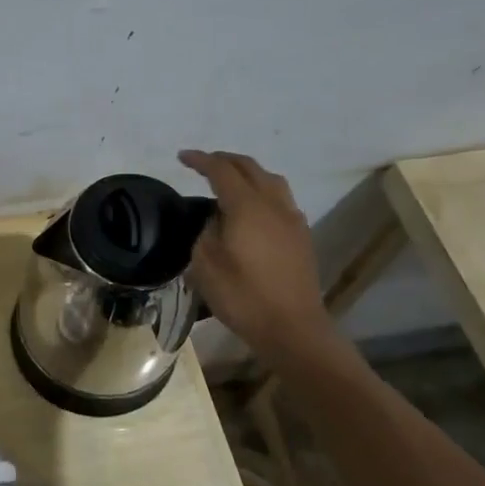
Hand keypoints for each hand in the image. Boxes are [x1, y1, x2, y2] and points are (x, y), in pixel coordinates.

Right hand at [179, 149, 332, 361]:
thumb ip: (207, 232)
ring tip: (230, 181)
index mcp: (247, 206)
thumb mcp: (205, 264)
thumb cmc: (243, 296)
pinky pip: (280, 199)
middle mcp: (274, 204)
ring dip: (248, 173)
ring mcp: (292, 219)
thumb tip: (217, 219)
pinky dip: (262, 192)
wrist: (292, 328)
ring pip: (271, 180)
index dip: (201, 160)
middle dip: (225, 160)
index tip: (182, 157)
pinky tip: (253, 209)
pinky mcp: (301, 236)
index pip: (222, 170)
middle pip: (250, 168)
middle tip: (204, 164)